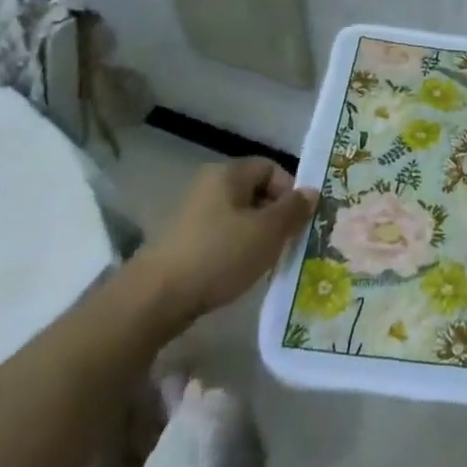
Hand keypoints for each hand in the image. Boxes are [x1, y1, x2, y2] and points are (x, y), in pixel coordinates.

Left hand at [138, 157, 316, 322]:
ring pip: (238, 217)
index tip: (299, 221)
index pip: (270, 168)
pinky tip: (239, 272)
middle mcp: (208, 185)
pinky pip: (220, 236)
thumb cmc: (218, 255)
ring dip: (256, 235)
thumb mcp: (267, 232)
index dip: (290, 191)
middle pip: (254, 192)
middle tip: (288, 243)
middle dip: (275, 216)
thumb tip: (311, 192)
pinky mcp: (181, 241)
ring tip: (266, 261)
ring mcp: (191, 214)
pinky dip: (235, 249)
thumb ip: (293, 210)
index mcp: (228, 174)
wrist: (155, 298)